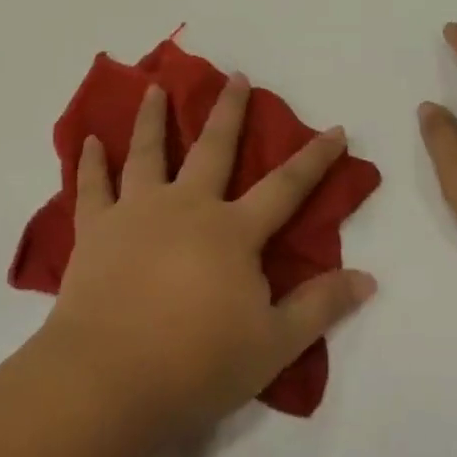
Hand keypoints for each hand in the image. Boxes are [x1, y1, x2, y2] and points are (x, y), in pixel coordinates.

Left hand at [41, 75, 377, 438]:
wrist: (108, 380)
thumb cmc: (197, 364)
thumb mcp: (273, 344)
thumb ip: (320, 307)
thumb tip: (368, 277)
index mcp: (232, 231)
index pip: (285, 186)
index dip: (315, 158)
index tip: (335, 128)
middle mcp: (186, 207)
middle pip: (214, 149)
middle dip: (229, 111)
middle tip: (236, 76)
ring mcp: (137, 213)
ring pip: (148, 153)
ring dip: (154, 118)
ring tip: (156, 88)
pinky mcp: (95, 231)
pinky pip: (92, 187)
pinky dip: (89, 162)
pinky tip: (87, 140)